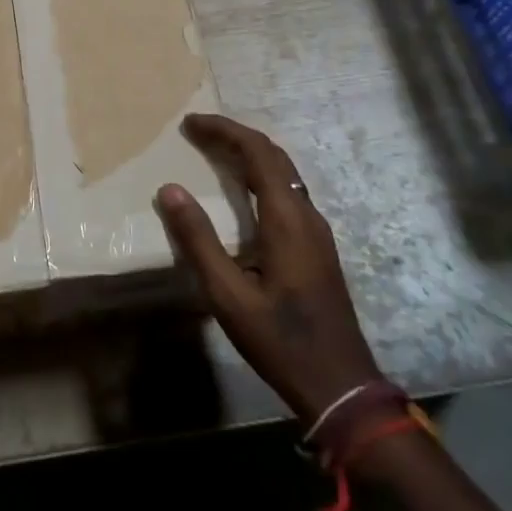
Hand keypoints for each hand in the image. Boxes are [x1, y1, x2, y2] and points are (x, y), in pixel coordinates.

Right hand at [155, 113, 380, 422]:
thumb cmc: (280, 340)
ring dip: (248, 153)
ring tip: (212, 151)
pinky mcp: (317, 245)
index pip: (257, 152)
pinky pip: (287, 191)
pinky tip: (240, 191)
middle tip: (196, 131)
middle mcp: (306, 214)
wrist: (340, 386)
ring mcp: (317, 230)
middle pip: (273, 155)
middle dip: (234, 135)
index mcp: (287, 219)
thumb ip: (199, 240)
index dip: (224, 130)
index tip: (190, 124)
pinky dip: (259, 175)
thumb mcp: (228, 295)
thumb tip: (170, 190)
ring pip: (283, 172)